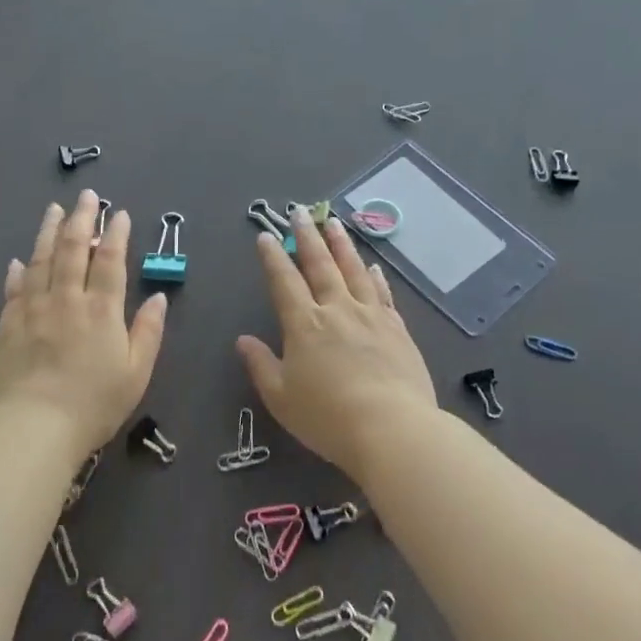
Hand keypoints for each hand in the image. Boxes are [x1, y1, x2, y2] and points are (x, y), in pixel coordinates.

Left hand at [0, 191, 167, 456]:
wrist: (35, 426)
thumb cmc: (95, 403)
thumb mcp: (137, 372)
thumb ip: (149, 331)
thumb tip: (159, 297)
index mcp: (102, 310)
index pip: (110, 261)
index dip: (116, 234)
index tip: (120, 213)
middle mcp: (66, 299)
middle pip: (74, 249)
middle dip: (82, 218)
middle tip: (87, 196)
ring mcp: (33, 309)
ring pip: (41, 260)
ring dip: (48, 232)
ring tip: (53, 210)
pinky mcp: (8, 325)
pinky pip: (14, 289)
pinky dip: (18, 272)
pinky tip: (19, 261)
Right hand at [236, 209, 437, 480]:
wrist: (392, 429)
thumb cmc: (327, 417)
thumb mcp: (281, 397)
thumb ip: (261, 365)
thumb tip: (243, 340)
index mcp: (304, 324)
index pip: (284, 281)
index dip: (274, 257)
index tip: (266, 236)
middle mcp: (337, 310)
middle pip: (320, 265)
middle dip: (307, 237)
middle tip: (300, 212)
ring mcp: (371, 316)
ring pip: (353, 270)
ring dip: (342, 245)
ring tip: (333, 222)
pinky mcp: (397, 329)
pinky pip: (383, 294)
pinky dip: (375, 276)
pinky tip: (372, 266)